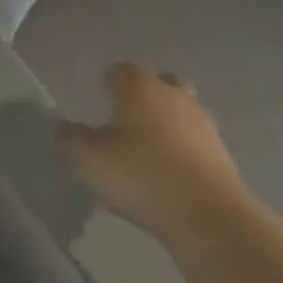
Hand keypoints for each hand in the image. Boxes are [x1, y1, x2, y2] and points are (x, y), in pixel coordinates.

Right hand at [57, 63, 250, 240]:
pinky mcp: (219, 152)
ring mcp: (202, 123)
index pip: (121, 69)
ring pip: (179, 111)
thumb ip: (69, 138)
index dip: (107, 81)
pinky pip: (191, 141)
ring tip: (142, 150)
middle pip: (159, 82)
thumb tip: (63, 127)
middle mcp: (174, 96)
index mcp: (140, 88)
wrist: (206, 212)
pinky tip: (161, 175)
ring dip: (162, 122)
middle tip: (123, 118)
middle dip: (142, 95)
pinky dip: (176, 149)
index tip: (97, 98)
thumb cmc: (139, 173)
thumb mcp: (87, 158)